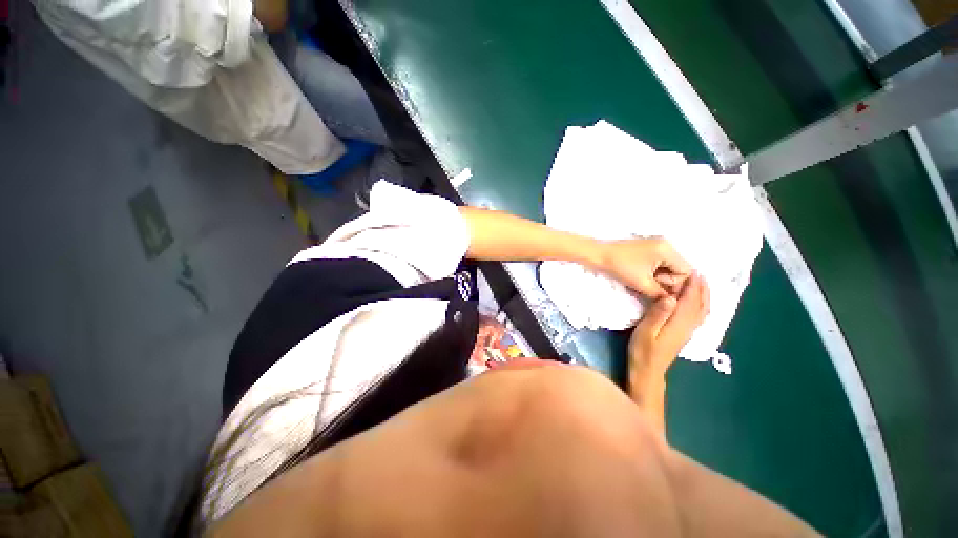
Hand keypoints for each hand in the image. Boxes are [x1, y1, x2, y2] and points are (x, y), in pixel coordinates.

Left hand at [600, 237, 691, 298]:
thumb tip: (673, 303)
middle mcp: (665, 245)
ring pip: (668, 268)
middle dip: (667, 282)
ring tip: (644, 283)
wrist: (598, 255)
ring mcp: (655, 245)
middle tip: (650, 287)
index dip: (676, 285)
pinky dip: (653, 273)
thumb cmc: (620, 267)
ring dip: (659, 278)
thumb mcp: (643, 283)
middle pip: (678, 269)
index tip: (660, 292)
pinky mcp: (646, 249)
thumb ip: (661, 294)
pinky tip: (641, 278)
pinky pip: (658, 264)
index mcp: (668, 250)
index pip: (686, 272)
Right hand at [628, 273, 709, 385]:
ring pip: (702, 311)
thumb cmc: (643, 350)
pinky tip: (697, 303)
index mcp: (679, 323)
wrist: (648, 371)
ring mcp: (688, 332)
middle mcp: (688, 326)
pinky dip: (701, 306)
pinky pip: (698, 317)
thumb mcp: (646, 331)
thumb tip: (670, 296)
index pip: (689, 300)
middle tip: (699, 273)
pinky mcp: (684, 335)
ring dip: (704, 296)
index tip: (692, 271)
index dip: (692, 286)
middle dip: (701, 288)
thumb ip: (657, 314)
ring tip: (701, 284)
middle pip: (700, 305)